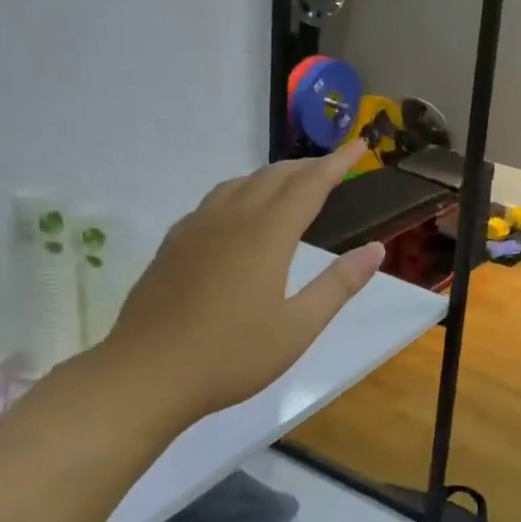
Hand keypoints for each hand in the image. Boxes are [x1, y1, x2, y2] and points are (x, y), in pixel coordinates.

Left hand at [88, 141, 384, 439]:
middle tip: (333, 166)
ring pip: (240, 183)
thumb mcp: (299, 327)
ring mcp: (196, 228)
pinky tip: (240, 213)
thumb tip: (375, 248)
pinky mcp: (173, 244)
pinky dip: (242, 192)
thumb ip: (339, 284)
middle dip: (308, 166)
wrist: (145, 375)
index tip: (359, 146)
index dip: (337, 163)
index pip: (310, 185)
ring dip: (273, 175)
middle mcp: (231, 219)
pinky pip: (215, 201)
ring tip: (292, 182)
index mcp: (267, 234)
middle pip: (274, 176)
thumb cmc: (231, 355)